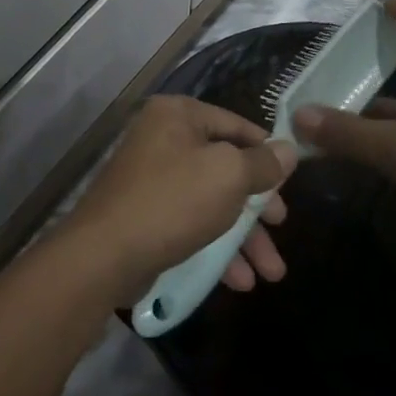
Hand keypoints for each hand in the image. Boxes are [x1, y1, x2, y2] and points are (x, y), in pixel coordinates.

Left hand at [64, 95, 297, 305]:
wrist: (104, 255)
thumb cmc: (173, 201)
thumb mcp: (228, 176)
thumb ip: (262, 164)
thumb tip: (288, 150)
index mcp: (178, 115)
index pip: (236, 124)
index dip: (267, 152)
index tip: (291, 179)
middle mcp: (162, 138)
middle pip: (224, 166)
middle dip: (257, 205)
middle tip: (281, 227)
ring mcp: (151, 178)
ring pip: (210, 201)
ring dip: (242, 236)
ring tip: (271, 273)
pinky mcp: (145, 215)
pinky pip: (190, 223)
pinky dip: (215, 247)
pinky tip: (238, 281)